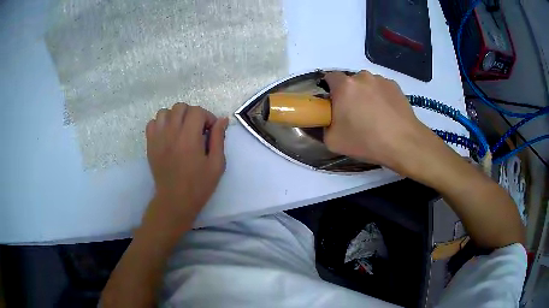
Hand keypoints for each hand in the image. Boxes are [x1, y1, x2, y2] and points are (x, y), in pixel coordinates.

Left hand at [144, 103, 228, 230]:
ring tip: (181, 130)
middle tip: (197, 129)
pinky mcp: (150, 144)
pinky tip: (168, 134)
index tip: (210, 130)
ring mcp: (158, 138)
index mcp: (189, 138)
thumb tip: (222, 120)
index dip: (207, 117)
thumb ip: (219, 139)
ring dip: (176, 116)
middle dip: (192, 114)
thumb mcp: (216, 164)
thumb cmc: (199, 185)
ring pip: (165, 112)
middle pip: (180, 107)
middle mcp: (171, 133)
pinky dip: (161, 123)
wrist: (174, 201)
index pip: (197, 111)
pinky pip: (152, 123)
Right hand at [324, 70, 434, 169]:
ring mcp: (381, 80)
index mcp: (344, 85)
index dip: (329, 90)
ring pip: (367, 84)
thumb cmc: (366, 141)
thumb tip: (326, 121)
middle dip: (348, 94)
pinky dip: (380, 97)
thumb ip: (322, 127)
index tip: (333, 105)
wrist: (404, 143)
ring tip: (374, 116)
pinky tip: (386, 115)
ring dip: (366, 95)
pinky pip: (381, 89)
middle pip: (349, 81)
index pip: (329, 77)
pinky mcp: (395, 86)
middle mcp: (363, 76)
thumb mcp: (333, 141)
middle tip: (353, 114)